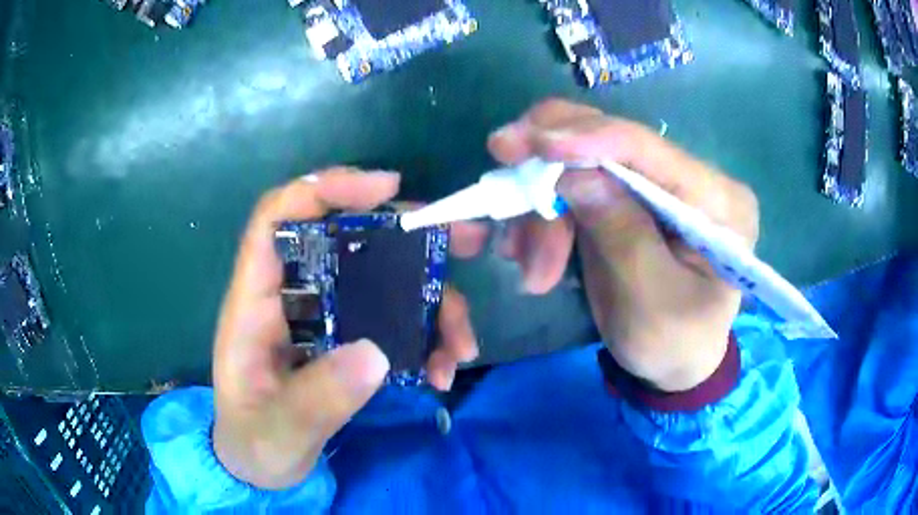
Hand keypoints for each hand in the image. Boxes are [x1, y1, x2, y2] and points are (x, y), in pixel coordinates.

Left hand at [212, 169, 480, 489]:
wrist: (260, 468)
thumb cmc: (253, 445)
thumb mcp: (277, 432)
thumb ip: (316, 400)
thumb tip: (376, 353)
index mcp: (255, 304)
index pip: (277, 218)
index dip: (325, 189)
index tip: (387, 188)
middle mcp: (292, 298)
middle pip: (347, 240)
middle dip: (409, 235)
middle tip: (466, 240)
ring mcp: (324, 318)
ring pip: (383, 283)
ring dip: (432, 303)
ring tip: (461, 346)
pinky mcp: (348, 341)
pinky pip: (395, 322)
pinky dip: (427, 338)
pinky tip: (443, 371)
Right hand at [487, 99, 758, 391]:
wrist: (674, 362)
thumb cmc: (673, 343)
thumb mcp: (650, 302)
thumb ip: (621, 234)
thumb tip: (574, 173)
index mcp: (719, 201)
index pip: (651, 149)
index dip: (589, 138)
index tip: (528, 141)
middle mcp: (689, 177)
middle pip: (610, 142)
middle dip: (550, 171)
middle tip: (500, 197)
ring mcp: (656, 184)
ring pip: (581, 162)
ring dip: (542, 210)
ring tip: (529, 268)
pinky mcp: (628, 196)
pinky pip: (575, 186)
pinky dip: (544, 214)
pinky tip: (532, 252)